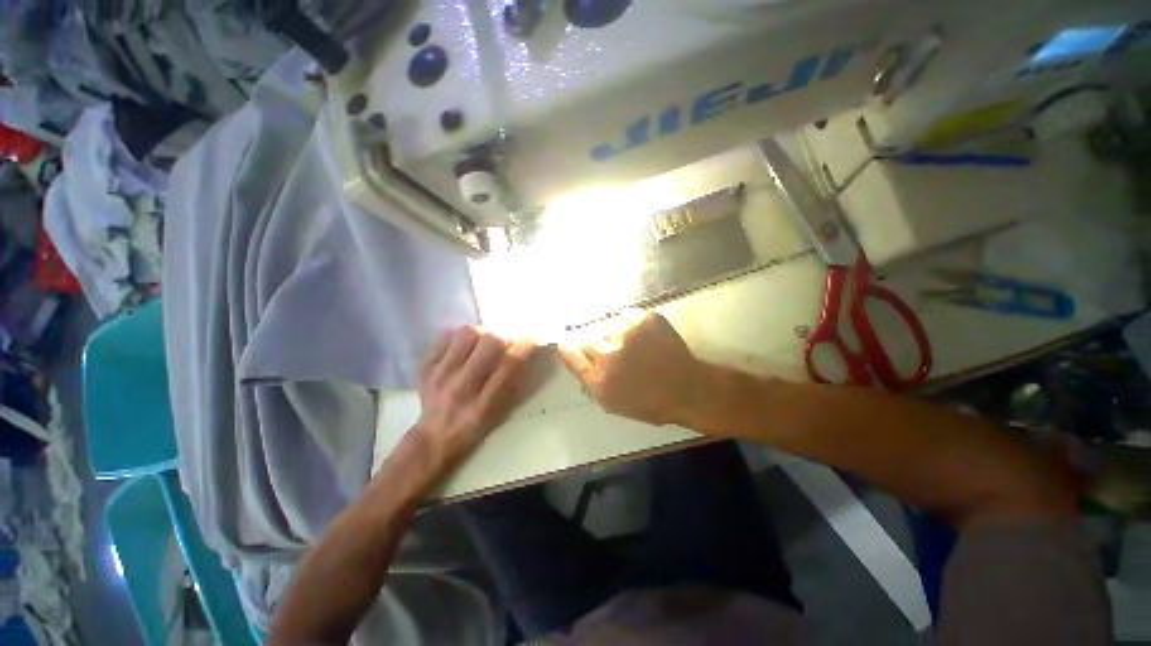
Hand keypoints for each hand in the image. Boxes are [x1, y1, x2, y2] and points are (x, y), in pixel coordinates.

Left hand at [416, 327, 535, 468]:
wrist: (433, 438)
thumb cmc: (475, 428)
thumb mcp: (500, 414)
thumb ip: (513, 383)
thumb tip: (524, 350)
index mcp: (483, 406)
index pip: (509, 365)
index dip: (526, 346)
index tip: (534, 338)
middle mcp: (461, 388)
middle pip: (490, 343)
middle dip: (505, 338)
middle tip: (506, 343)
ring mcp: (439, 375)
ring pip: (467, 334)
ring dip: (482, 334)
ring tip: (483, 344)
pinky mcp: (424, 367)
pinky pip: (445, 336)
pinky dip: (459, 338)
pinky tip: (463, 348)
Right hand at [558, 311, 704, 425]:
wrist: (687, 388)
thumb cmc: (648, 402)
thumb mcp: (612, 403)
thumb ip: (589, 380)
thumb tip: (573, 357)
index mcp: (599, 380)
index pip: (571, 354)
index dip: (568, 347)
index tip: (568, 343)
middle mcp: (610, 355)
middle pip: (587, 337)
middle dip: (595, 343)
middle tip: (611, 350)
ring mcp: (629, 333)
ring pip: (609, 326)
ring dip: (616, 335)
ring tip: (634, 346)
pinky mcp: (646, 319)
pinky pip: (628, 316)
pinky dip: (633, 325)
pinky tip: (645, 338)